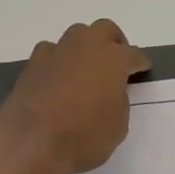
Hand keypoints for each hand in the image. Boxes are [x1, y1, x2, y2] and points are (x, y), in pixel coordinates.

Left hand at [0, 20, 150, 173]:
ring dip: (85, 47)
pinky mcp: (32, 66)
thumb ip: (119, 101)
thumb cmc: (84, 138)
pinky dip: (58, 60)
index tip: (142, 70)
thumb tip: (110, 92)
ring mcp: (56, 54)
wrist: (32, 143)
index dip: (140, 63)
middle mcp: (85, 48)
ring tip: (86, 68)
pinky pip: (49, 52)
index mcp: (113, 60)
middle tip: (116, 63)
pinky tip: (58, 76)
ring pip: (75, 35)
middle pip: (104, 29)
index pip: (134, 55)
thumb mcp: (118, 126)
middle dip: (114, 43)